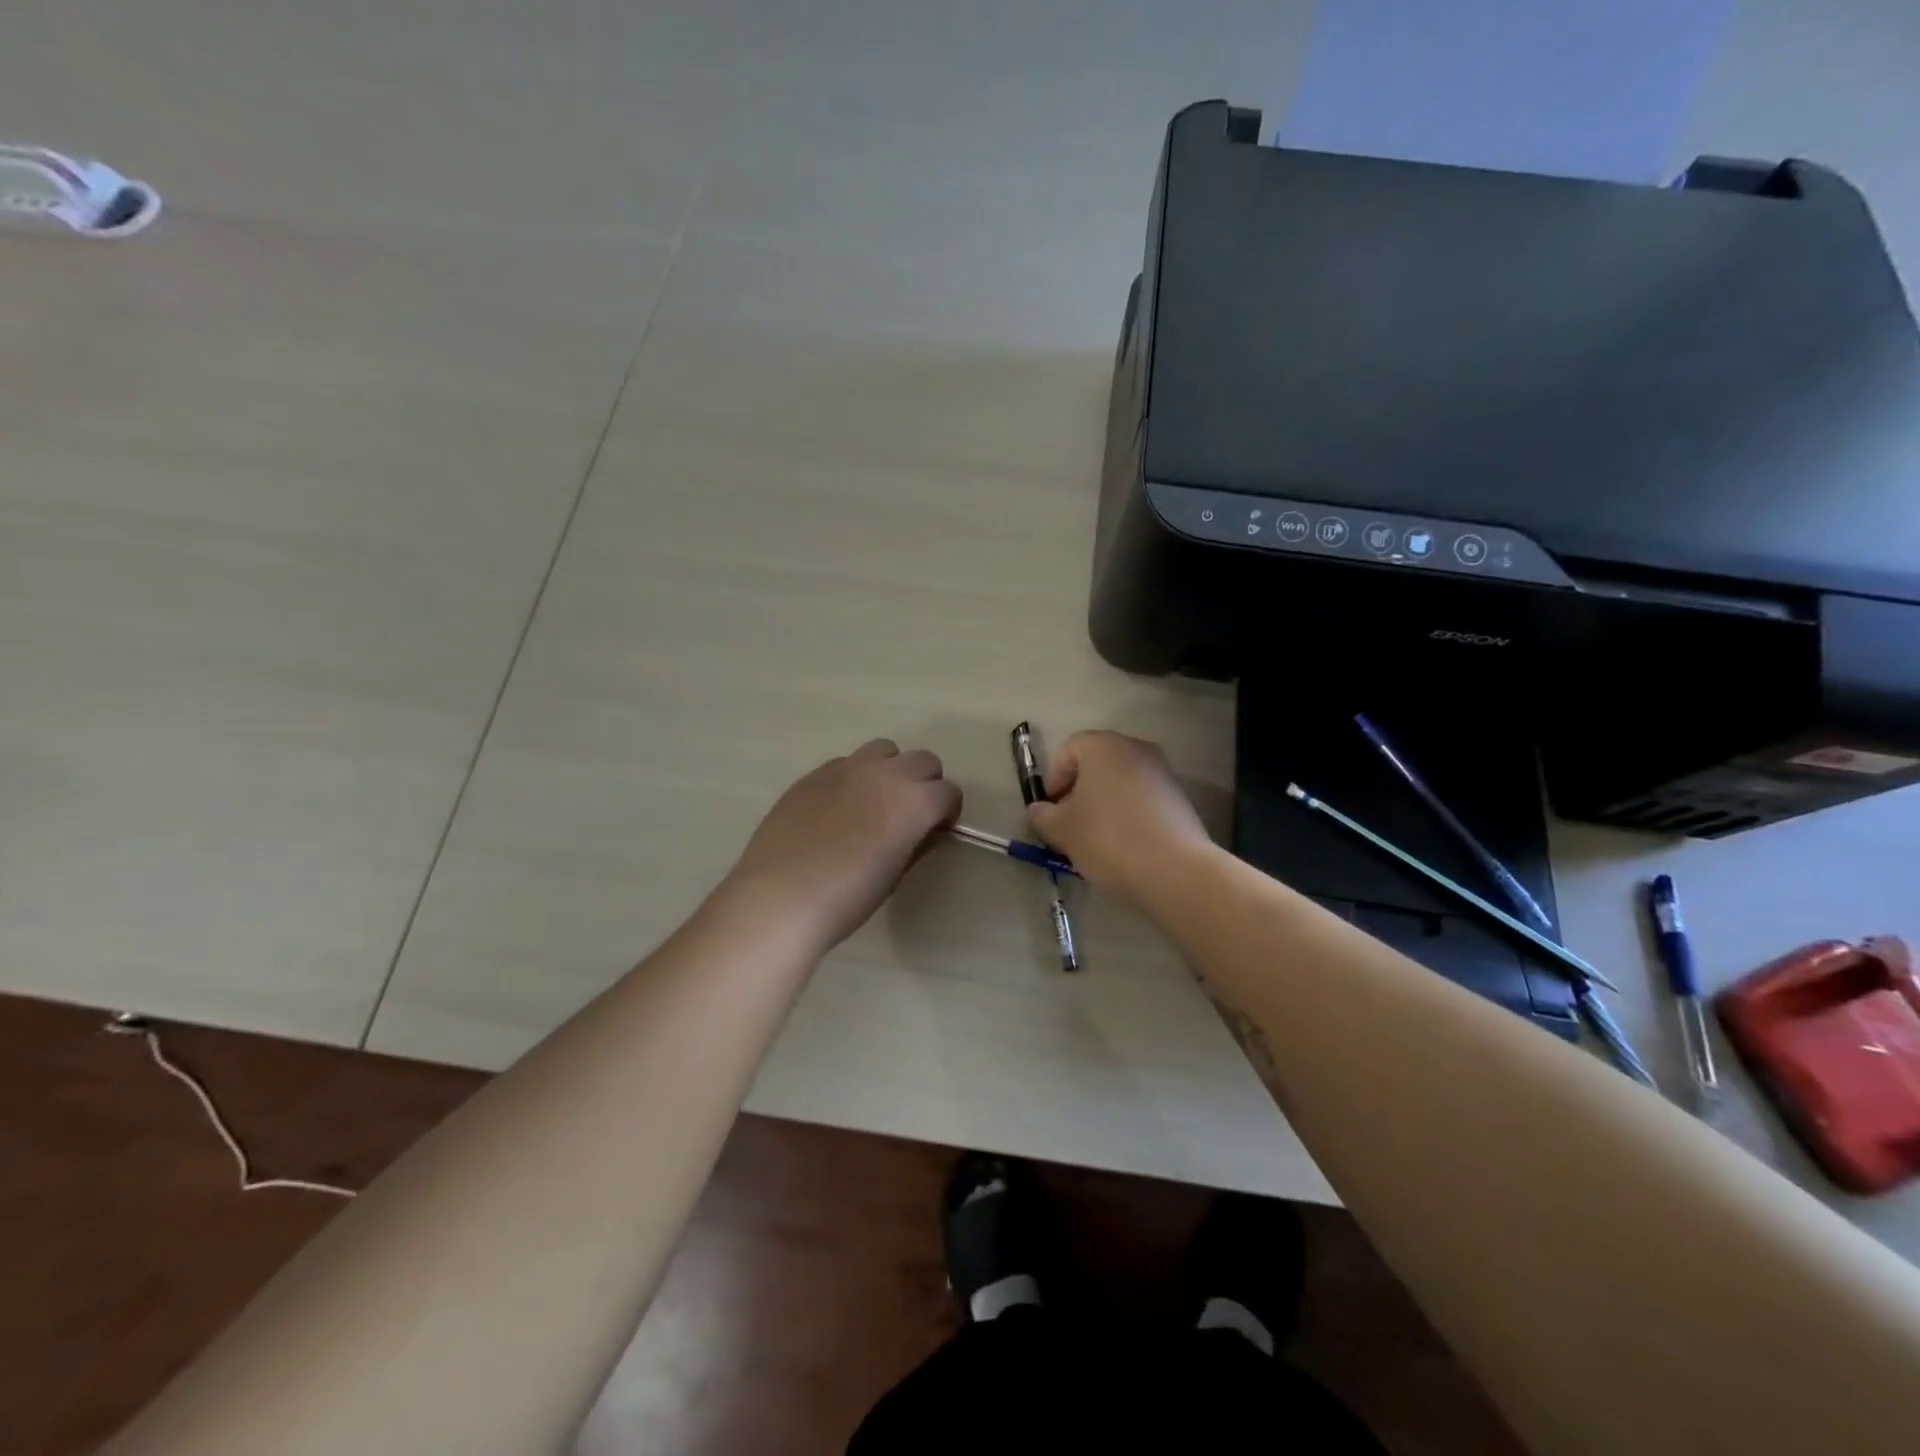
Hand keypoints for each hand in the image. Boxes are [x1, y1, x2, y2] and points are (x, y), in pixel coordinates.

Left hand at [725, 739, 961, 951]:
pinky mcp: (814, 773)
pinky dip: (854, 777)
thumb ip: (916, 843)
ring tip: (875, 801)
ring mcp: (847, 768)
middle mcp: (886, 773)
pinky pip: (846, 763)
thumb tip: (923, 830)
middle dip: (925, 783)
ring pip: (884, 750)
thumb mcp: (895, 875)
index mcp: (915, 801)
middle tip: (910, 814)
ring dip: (890, 770)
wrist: (780, 896)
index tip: (935, 830)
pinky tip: (837, 808)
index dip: (946, 812)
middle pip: (923, 760)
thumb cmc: (848, 896)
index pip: (949, 792)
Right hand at [1027, 731, 1211, 894]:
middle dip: (1079, 791)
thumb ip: (1042, 816)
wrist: (1174, 869)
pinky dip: (1128, 814)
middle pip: (1097, 763)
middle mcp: (1136, 748)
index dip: (1054, 778)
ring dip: (1104, 803)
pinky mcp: (1180, 797)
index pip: (1069, 750)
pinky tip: (1124, 844)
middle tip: (1070, 824)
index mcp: (1104, 746)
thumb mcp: (1061, 830)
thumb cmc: (1108, 838)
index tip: (1052, 810)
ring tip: (1096, 838)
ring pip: (1121, 782)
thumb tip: (1040, 810)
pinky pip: (1143, 798)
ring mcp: (1162, 772)